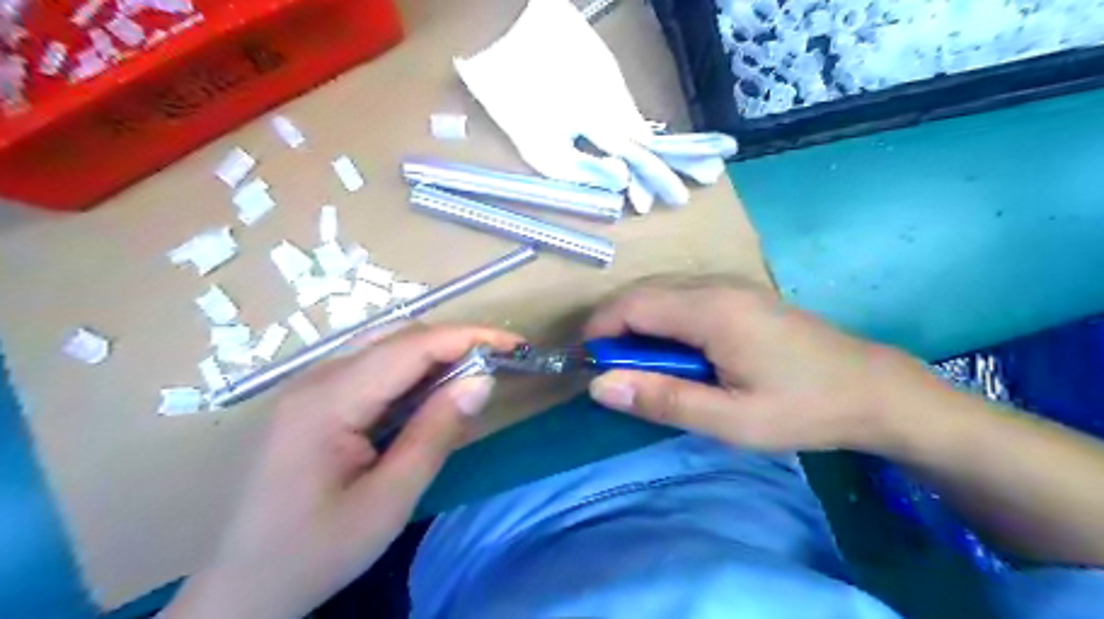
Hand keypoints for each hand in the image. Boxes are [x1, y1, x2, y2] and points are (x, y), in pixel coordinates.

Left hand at [164, 326, 520, 615]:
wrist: (242, 588)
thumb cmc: (315, 551)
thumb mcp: (388, 501)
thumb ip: (436, 433)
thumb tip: (483, 379)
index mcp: (329, 400)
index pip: (412, 346)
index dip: (469, 337)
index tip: (515, 345)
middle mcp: (316, 378)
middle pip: (399, 337)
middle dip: (456, 342)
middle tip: (500, 362)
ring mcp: (311, 386)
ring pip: (386, 347)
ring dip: (436, 354)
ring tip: (475, 374)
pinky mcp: (314, 399)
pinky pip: (373, 367)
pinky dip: (413, 371)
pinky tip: (433, 392)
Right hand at [587, 279, 929, 452]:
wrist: (871, 388)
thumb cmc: (802, 408)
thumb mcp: (731, 420)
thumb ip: (663, 400)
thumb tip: (600, 386)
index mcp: (712, 310)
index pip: (632, 305)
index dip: (600, 330)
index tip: (586, 364)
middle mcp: (716, 285)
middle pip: (642, 294)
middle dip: (615, 328)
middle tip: (612, 373)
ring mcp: (730, 285)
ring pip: (660, 293)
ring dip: (637, 325)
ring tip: (639, 368)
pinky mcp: (738, 294)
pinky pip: (681, 298)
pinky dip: (661, 321)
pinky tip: (673, 353)